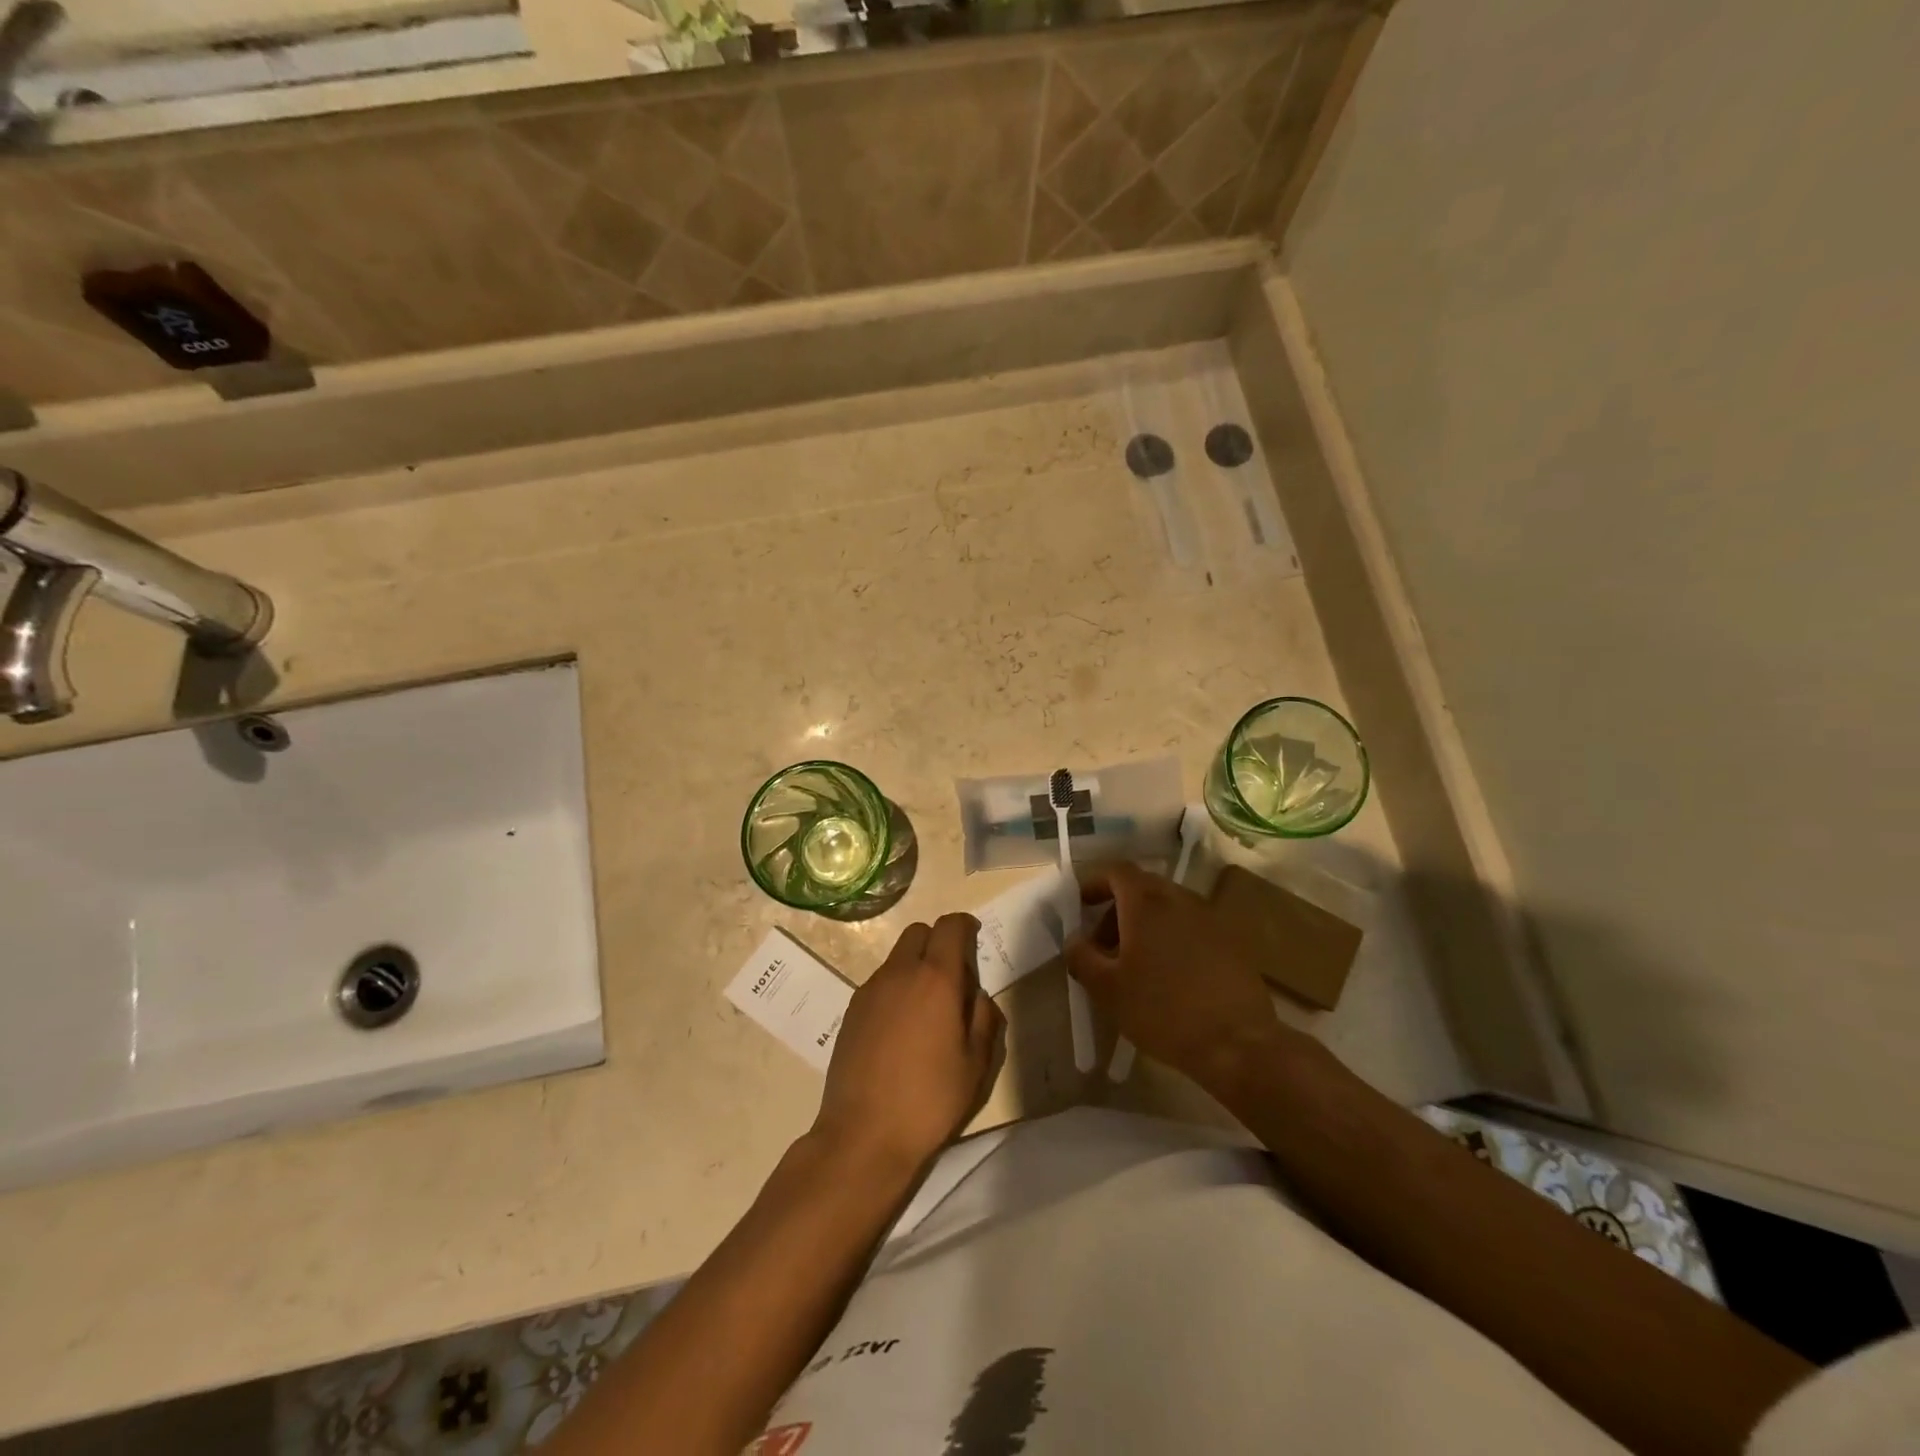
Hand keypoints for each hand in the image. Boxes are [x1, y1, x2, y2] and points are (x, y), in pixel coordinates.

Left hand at [813, 913, 1004, 1174]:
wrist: (864, 1134)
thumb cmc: (930, 1100)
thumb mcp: (976, 1064)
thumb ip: (984, 1018)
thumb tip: (977, 995)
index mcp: (936, 979)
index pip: (949, 927)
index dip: (965, 925)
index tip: (974, 937)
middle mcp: (899, 973)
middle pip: (919, 932)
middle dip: (938, 941)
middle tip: (953, 975)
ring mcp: (870, 990)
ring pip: (896, 957)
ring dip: (915, 965)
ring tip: (927, 1008)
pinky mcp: (851, 1010)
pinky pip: (880, 982)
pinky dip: (896, 988)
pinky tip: (901, 1028)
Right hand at [1065, 862, 1304, 1082]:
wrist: (1237, 1044)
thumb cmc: (1162, 1010)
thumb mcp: (1107, 989)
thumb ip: (1082, 957)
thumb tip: (1074, 939)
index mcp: (1147, 902)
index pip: (1117, 871)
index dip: (1095, 883)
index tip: (1081, 907)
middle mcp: (1180, 898)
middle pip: (1143, 887)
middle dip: (1118, 909)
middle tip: (1104, 944)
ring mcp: (1210, 918)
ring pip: (1169, 907)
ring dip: (1146, 924)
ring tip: (1136, 964)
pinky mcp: (1231, 942)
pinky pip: (1192, 927)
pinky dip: (1172, 938)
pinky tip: (1170, 976)